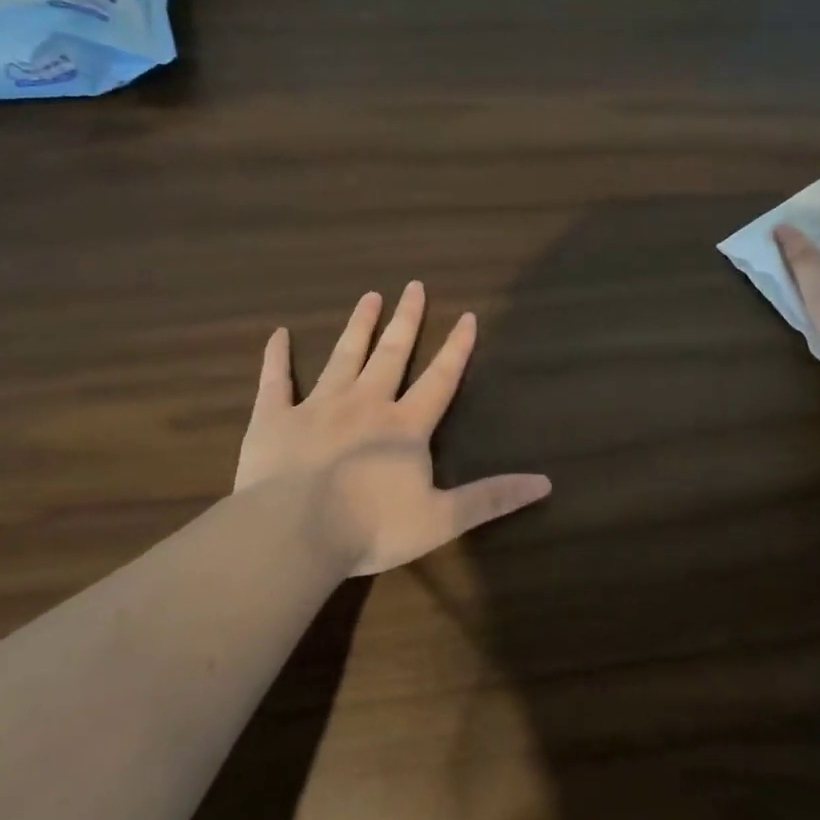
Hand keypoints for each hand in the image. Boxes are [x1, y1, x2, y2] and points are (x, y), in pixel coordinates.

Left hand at [234, 282, 551, 575]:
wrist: (293, 533)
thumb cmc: (370, 528)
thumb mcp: (442, 519)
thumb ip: (491, 498)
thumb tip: (544, 483)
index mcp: (404, 427)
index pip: (439, 379)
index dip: (456, 348)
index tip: (466, 316)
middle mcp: (365, 405)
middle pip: (391, 354)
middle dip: (406, 320)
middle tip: (413, 285)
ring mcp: (317, 407)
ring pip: (343, 357)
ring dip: (358, 326)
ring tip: (368, 296)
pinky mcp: (275, 419)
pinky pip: (275, 380)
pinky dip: (277, 357)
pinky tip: (277, 334)